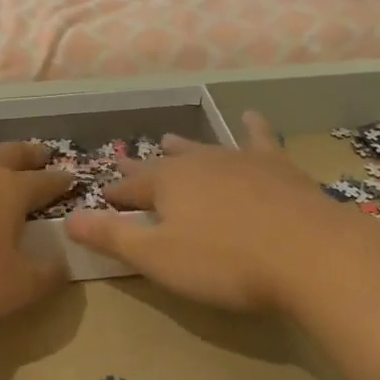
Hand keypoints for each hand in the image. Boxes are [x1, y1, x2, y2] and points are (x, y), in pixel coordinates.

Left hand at [0, 139, 75, 322]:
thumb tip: (64, 265)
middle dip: (30, 154)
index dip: (60, 182)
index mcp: (11, 193)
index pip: (44, 183)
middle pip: (12, 155)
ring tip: (0, 153)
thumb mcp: (15, 288)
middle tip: (43, 153)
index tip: (72, 178)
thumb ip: (46, 277)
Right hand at [64, 112, 356, 310]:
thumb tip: (68, 219)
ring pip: (203, 148)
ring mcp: (240, 160)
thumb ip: (113, 237)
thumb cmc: (225, 262)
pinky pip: (259, 140)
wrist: (311, 254)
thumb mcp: (158, 258)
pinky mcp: (278, 167)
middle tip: (128, 164)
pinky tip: (251, 117)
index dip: (115, 194)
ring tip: (170, 138)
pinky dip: (252, 128)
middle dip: (144, 168)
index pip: (130, 187)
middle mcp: (199, 162)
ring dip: (185, 146)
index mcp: (167, 183)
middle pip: (165, 163)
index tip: (103, 196)